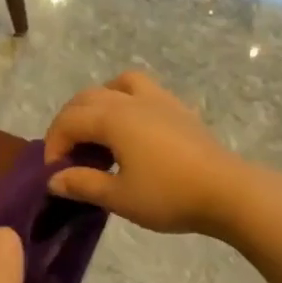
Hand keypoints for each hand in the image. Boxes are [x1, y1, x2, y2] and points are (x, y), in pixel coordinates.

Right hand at [43, 72, 246, 235]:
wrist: (227, 192)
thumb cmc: (169, 195)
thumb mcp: (119, 197)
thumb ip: (83, 184)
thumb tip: (54, 179)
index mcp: (113, 118)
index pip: (69, 121)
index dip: (54, 145)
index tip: (55, 174)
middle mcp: (132, 100)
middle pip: (87, 98)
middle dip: (69, 123)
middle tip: (68, 155)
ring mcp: (159, 100)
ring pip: (118, 84)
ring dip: (99, 102)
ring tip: (98, 132)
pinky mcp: (179, 110)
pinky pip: (143, 91)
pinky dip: (126, 102)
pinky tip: (133, 132)